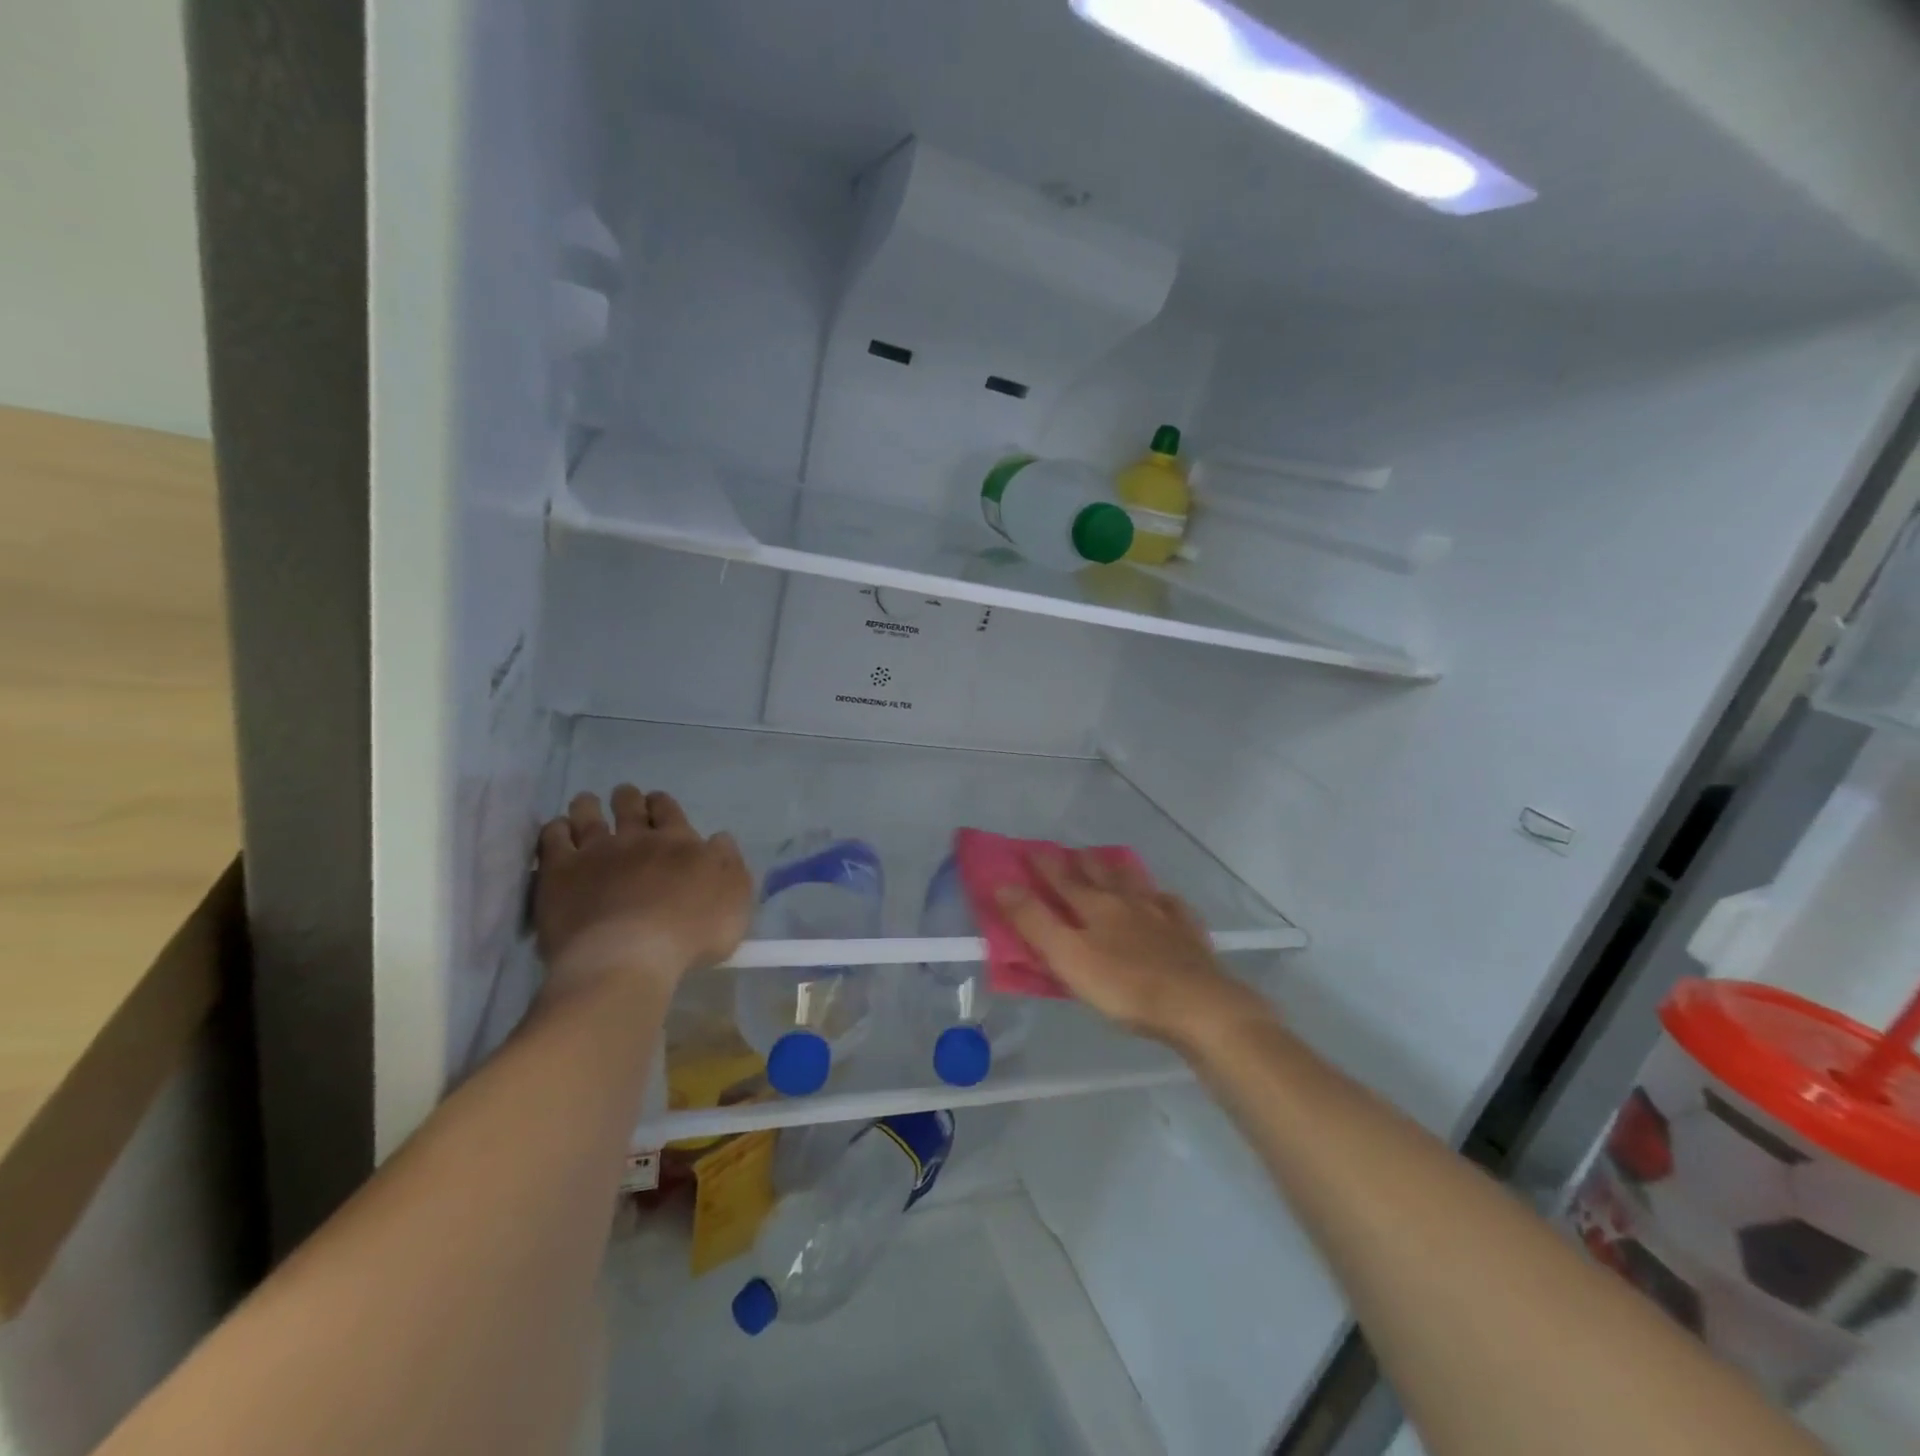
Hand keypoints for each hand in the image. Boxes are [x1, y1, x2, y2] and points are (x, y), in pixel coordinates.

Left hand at [533, 786, 751, 1000]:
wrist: (627, 958)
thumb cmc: (690, 933)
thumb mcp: (734, 899)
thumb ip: (729, 864)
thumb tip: (719, 839)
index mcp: (679, 843)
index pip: (669, 811)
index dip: (662, 804)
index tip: (657, 802)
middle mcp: (636, 840)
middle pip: (630, 808)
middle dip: (628, 799)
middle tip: (624, 796)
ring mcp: (595, 854)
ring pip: (588, 816)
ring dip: (588, 806)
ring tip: (586, 802)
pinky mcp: (559, 874)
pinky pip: (553, 840)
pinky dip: (555, 830)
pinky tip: (556, 830)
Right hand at [994, 851, 1271, 1049]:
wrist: (1198, 1006)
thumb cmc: (1125, 987)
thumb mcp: (1068, 958)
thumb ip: (1034, 922)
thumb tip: (1002, 884)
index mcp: (1094, 908)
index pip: (1062, 880)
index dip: (1044, 865)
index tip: (1029, 849)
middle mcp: (1127, 902)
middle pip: (1100, 875)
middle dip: (1082, 862)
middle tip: (1072, 851)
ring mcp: (1162, 916)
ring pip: (1136, 883)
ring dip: (1120, 871)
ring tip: (1113, 863)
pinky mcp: (1189, 935)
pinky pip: (1173, 907)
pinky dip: (1162, 898)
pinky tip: (1164, 899)